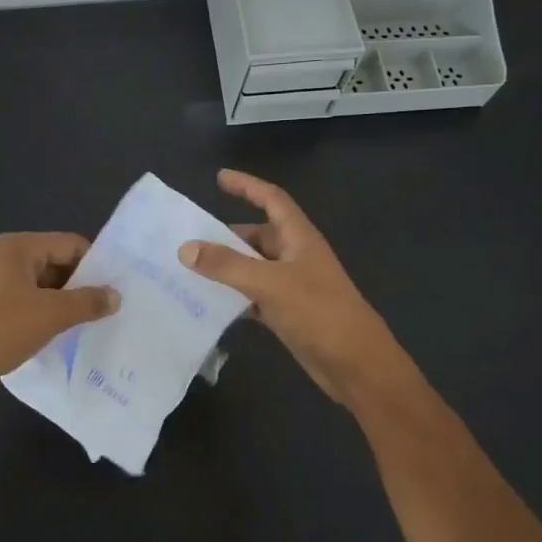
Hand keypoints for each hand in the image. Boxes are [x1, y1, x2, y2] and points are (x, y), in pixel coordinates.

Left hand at [0, 233, 118, 408]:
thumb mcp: (50, 315)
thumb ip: (87, 302)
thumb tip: (115, 295)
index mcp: (17, 248)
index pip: (70, 244)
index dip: (96, 264)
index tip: (117, 289)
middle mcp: (3, 259)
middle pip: (55, 264)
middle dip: (80, 287)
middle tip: (108, 310)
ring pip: (40, 288)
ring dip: (62, 305)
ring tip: (89, 327)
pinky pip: (23, 306)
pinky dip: (42, 318)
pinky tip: (57, 338)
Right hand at [179, 169, 404, 404]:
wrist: (355, 364)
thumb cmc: (319, 313)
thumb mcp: (270, 284)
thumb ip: (227, 265)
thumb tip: (186, 248)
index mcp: (299, 238)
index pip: (272, 200)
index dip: (247, 186)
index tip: (219, 177)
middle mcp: (295, 256)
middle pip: (257, 236)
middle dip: (225, 236)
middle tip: (187, 240)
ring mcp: (292, 286)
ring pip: (252, 268)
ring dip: (226, 268)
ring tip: (188, 271)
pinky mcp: (287, 313)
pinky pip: (253, 296)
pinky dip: (233, 298)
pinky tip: (208, 305)